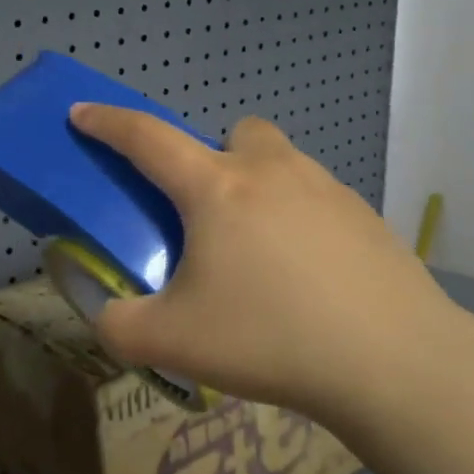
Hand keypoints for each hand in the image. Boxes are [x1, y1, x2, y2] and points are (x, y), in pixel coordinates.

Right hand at [68, 104, 454, 426]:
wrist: (391, 360)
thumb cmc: (270, 337)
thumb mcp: (170, 342)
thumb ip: (119, 325)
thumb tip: (111, 314)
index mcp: (216, 188)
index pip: (147, 138)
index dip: (107, 122)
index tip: (82, 113)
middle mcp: (272, 172)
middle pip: (234, 134)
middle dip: (212, 158)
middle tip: (208, 218)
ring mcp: (327, 189)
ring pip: (280, 164)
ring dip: (258, 190)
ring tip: (259, 259)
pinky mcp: (366, 217)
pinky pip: (317, 200)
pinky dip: (298, 222)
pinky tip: (307, 280)